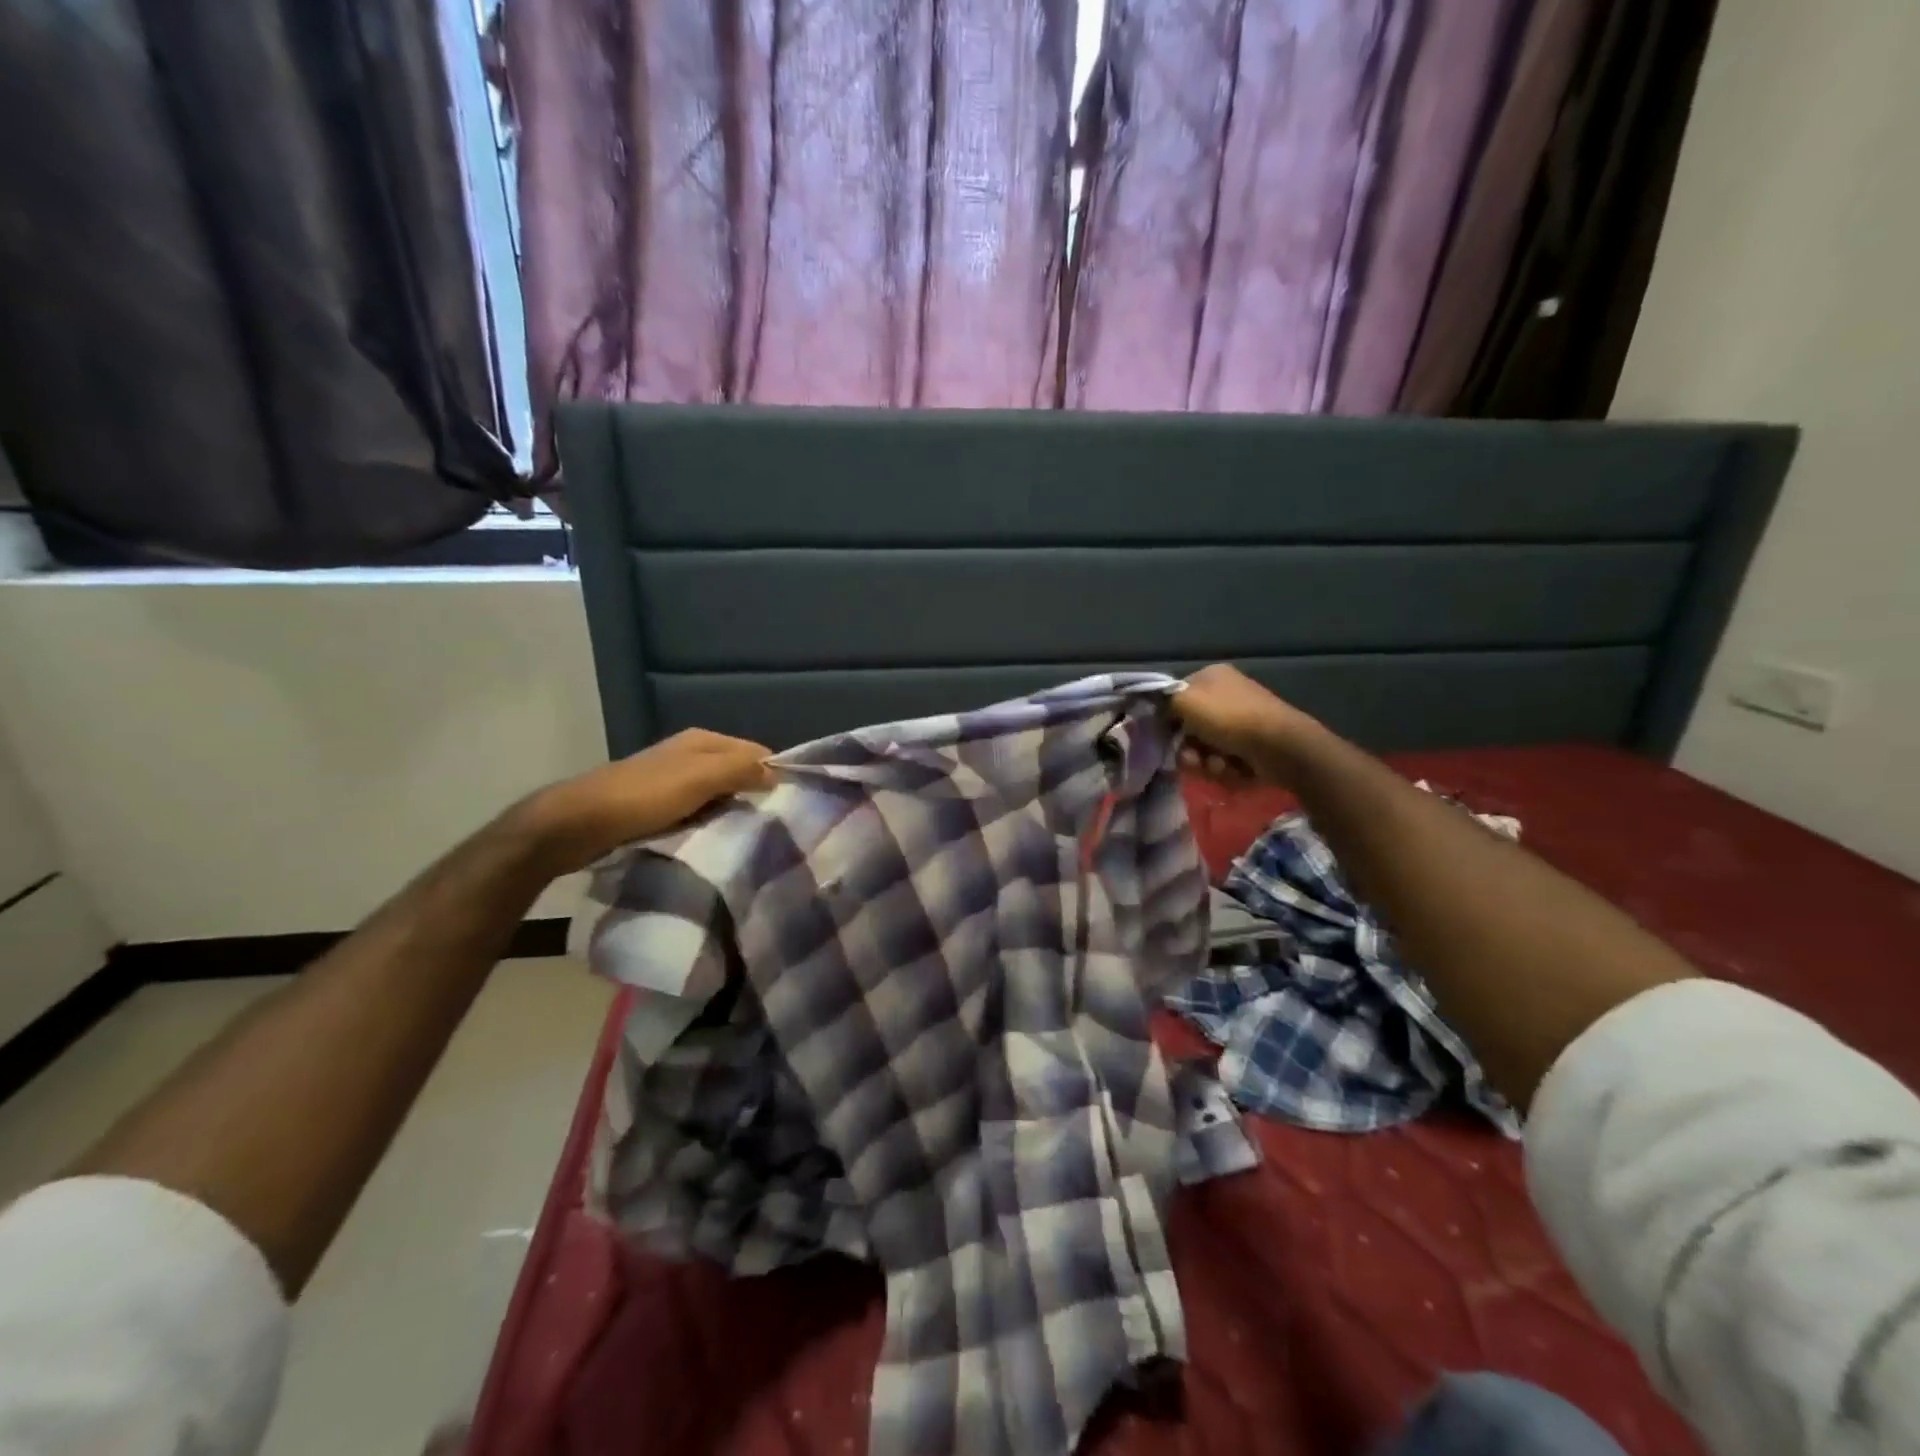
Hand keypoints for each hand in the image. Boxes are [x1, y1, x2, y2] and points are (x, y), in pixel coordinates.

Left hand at [514, 729, 772, 875]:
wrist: (577, 824)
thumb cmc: (643, 797)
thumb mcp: (699, 778)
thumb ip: (740, 769)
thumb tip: (777, 772)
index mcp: (702, 740)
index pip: (755, 751)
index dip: (774, 774)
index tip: (789, 805)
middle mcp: (689, 754)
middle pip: (737, 773)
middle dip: (754, 795)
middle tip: (772, 825)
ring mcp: (671, 780)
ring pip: (717, 794)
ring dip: (731, 812)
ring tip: (747, 837)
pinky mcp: (657, 805)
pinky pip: (697, 812)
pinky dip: (708, 823)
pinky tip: (713, 841)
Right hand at [1172, 664, 1321, 787]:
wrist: (1281, 746)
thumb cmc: (1229, 719)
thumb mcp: (1185, 702)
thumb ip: (1164, 702)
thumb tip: (1158, 712)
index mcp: (1211, 676)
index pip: (1177, 697)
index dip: (1168, 719)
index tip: (1167, 736)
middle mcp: (1227, 694)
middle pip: (1191, 727)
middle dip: (1189, 748)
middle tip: (1193, 759)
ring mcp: (1242, 719)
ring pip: (1206, 747)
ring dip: (1206, 762)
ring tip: (1218, 766)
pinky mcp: (1253, 744)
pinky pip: (1225, 759)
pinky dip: (1226, 768)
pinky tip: (1234, 769)